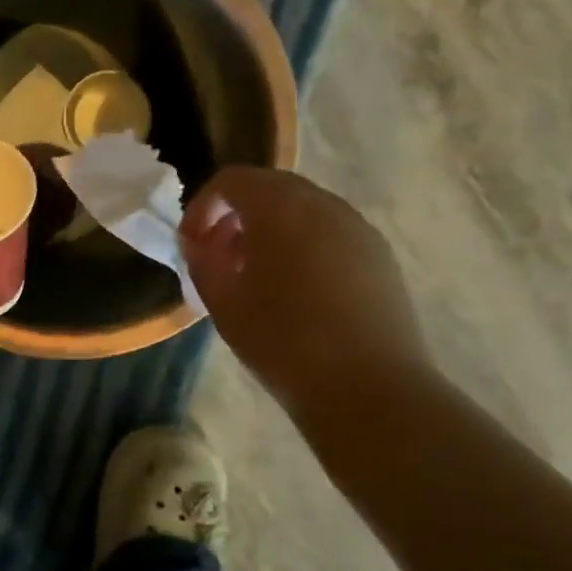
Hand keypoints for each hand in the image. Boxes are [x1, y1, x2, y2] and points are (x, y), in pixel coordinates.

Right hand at [180, 167, 431, 418]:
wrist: (369, 389)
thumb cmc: (283, 342)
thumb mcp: (223, 302)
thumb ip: (203, 260)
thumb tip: (201, 241)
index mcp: (281, 208)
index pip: (231, 181)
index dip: (202, 207)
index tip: (191, 244)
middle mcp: (324, 205)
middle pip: (270, 186)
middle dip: (237, 214)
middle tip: (219, 253)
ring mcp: (358, 228)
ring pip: (304, 208)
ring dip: (271, 228)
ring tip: (255, 274)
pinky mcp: (380, 256)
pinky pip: (330, 232)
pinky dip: (303, 243)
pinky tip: (295, 289)